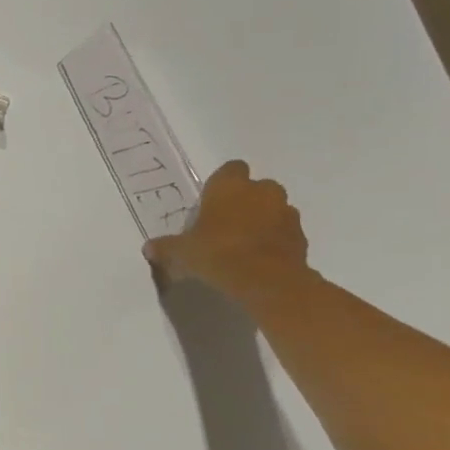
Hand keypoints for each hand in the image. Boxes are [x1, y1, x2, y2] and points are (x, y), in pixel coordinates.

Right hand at [144, 159, 309, 302]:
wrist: (266, 281)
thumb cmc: (217, 253)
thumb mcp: (181, 252)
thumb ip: (165, 247)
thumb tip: (149, 248)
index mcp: (230, 186)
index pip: (231, 168)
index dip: (223, 183)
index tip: (212, 200)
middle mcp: (261, 191)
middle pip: (257, 187)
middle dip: (246, 200)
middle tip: (227, 222)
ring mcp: (286, 213)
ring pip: (274, 208)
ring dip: (264, 219)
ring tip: (245, 242)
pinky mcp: (301, 236)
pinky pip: (286, 231)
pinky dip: (276, 239)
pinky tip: (260, 258)